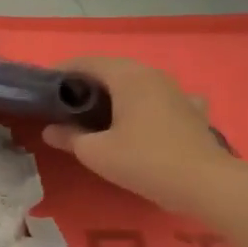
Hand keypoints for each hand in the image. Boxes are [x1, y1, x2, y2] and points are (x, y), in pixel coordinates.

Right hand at [42, 56, 236, 210]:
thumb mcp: (95, 152)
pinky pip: (160, 98)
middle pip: (112, 69)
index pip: (87, 62)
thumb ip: (69, 137)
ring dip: (114, 91)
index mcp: (127, 77)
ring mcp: (176, 90)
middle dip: (86, 82)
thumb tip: (50, 130)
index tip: (42, 87)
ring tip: (96, 110)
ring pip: (136, 82)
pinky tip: (143, 117)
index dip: (61, 72)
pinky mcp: (191, 110)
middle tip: (64, 102)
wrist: (205, 183)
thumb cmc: (144, 161)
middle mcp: (152, 75)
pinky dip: (144, 103)